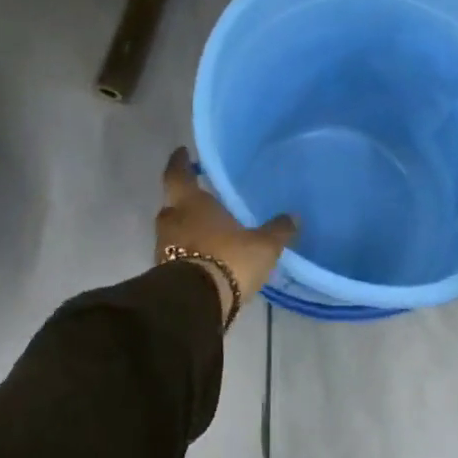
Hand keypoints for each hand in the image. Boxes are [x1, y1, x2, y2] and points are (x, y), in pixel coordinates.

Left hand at [156, 147, 297, 320]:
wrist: (195, 304)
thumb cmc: (228, 259)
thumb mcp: (263, 245)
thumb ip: (277, 230)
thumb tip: (293, 216)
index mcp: (190, 203)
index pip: (177, 174)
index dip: (180, 162)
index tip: (182, 153)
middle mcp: (171, 220)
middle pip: (174, 204)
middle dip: (186, 200)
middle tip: (204, 197)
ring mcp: (163, 248)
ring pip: (174, 230)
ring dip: (188, 229)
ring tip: (209, 230)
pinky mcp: (164, 274)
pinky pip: (176, 254)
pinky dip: (188, 252)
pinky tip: (207, 257)